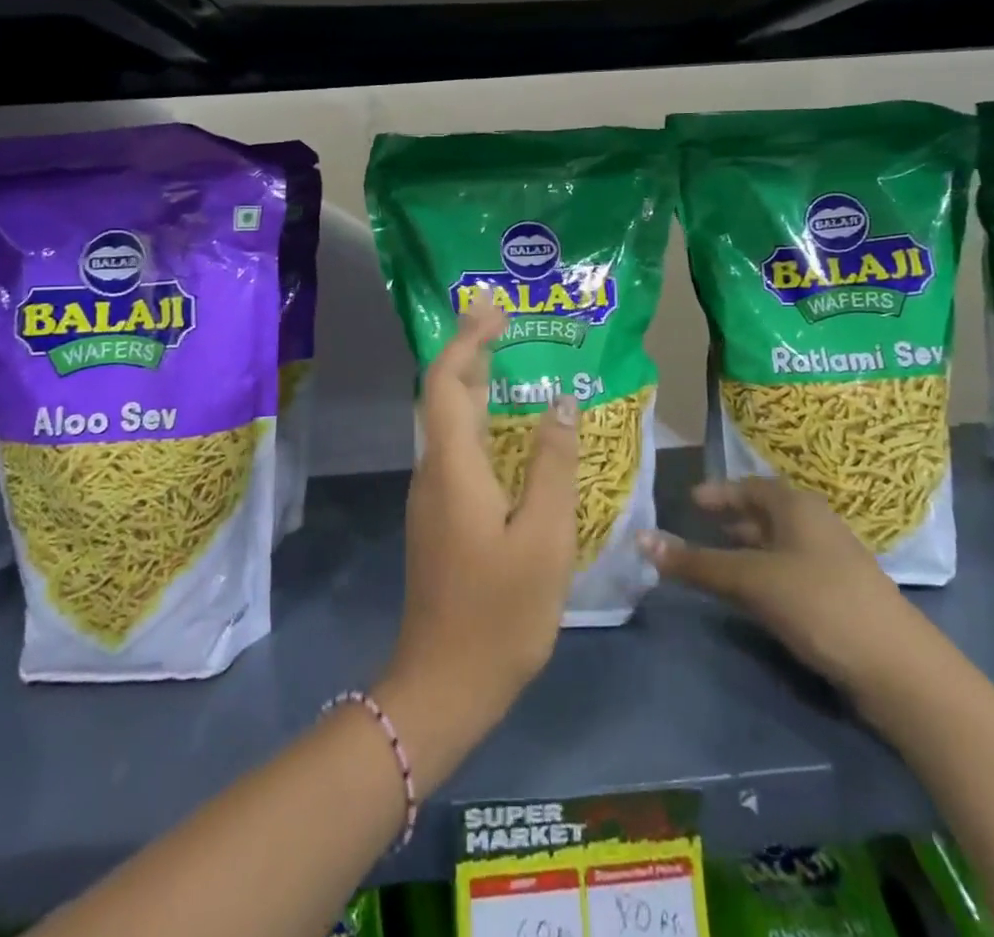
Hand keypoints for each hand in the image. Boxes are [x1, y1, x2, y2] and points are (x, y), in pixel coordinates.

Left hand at [376, 302, 582, 785]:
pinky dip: (480, 421)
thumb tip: (560, 402)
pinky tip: (510, 431)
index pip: (449, 382)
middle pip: (444, 395)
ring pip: (449, 423)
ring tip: (509, 360)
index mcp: (453, 466)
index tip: (493, 308)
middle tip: (503, 319)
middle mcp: (433, 471)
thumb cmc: (500, 612)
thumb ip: (552, 465)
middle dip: (469, 350)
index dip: (468, 339)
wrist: (444, 685)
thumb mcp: (544, 538)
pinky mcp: (441, 517)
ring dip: (474, 384)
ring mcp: (433, 496)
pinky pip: (457, 450)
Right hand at [639, 477, 919, 695]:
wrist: (898, 669)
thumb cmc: (818, 604)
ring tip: (719, 561)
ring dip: (748, 549)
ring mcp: (833, 560)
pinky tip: (755, 594)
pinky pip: (792, 569)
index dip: (719, 492)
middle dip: (733, 519)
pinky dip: (766, 572)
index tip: (691, 501)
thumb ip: (696, 563)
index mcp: (797, 506)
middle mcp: (816, 524)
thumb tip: (642, 540)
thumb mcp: (750, 580)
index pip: (750, 487)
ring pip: (780, 543)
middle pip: (766, 513)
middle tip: (698, 528)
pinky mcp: (841, 595)